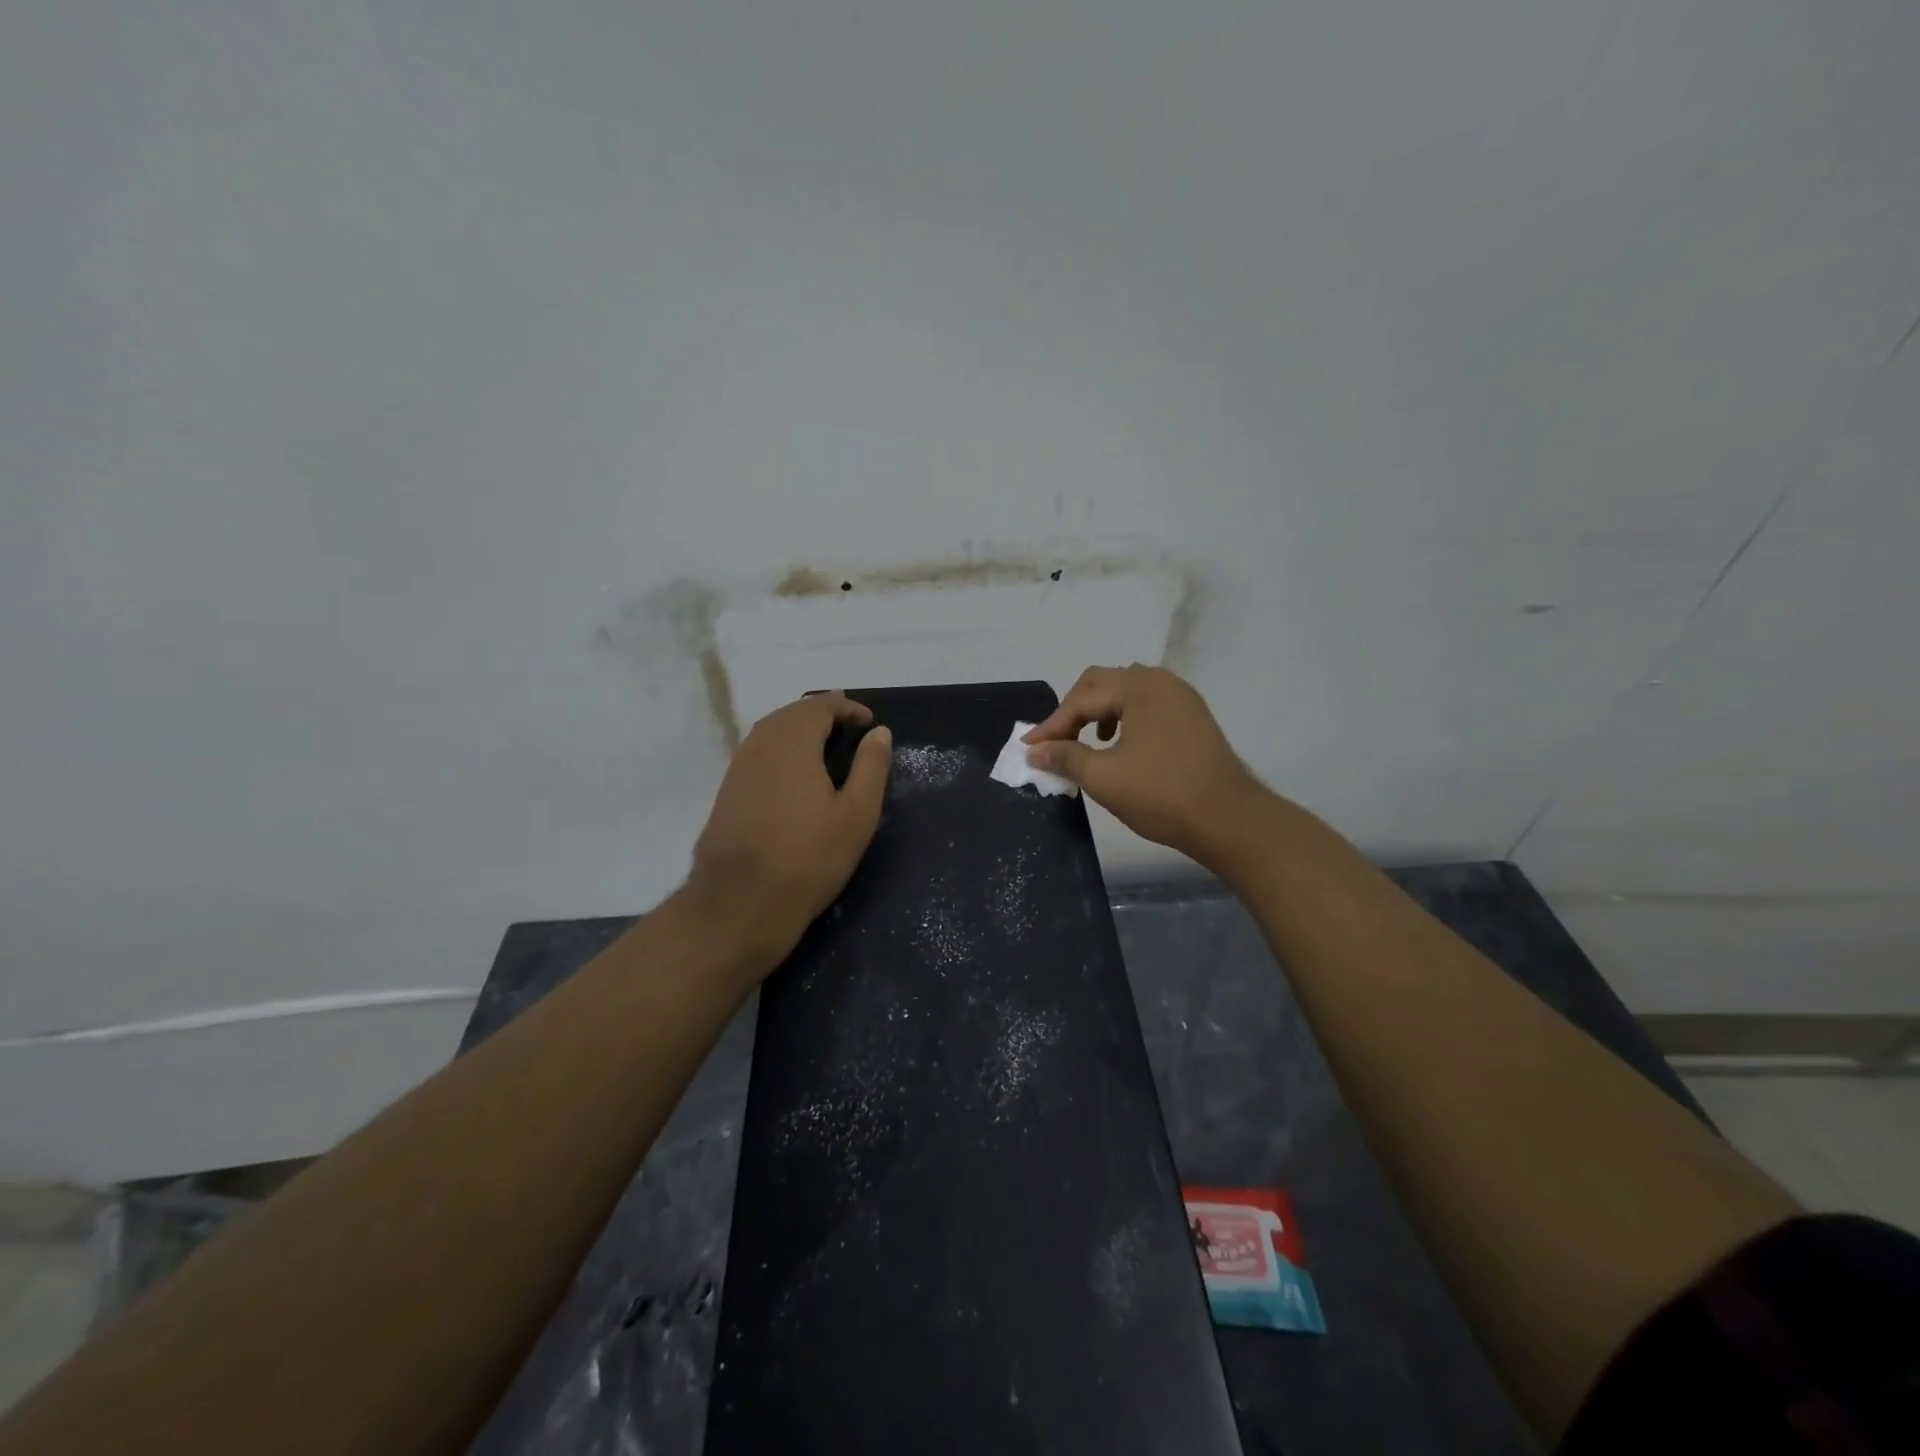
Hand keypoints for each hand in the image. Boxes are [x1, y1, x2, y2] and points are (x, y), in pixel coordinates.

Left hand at [690, 692, 892, 961]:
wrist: (739, 904)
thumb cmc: (808, 858)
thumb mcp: (856, 814)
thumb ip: (871, 766)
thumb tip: (879, 732)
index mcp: (792, 741)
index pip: (820, 705)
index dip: (847, 708)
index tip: (870, 722)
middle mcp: (759, 744)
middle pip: (792, 713)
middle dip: (822, 714)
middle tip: (850, 728)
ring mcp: (738, 768)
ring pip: (771, 732)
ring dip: (800, 731)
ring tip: (826, 748)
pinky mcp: (727, 792)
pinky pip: (759, 754)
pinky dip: (782, 750)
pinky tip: (795, 775)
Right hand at [1023, 665, 1264, 870]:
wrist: (1230, 820)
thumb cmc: (1163, 795)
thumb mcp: (1105, 778)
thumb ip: (1065, 758)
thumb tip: (1035, 750)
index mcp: (1140, 688)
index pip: (1082, 699)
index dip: (1052, 724)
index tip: (1029, 748)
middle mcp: (1162, 682)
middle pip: (1103, 683)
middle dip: (1073, 710)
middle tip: (1056, 741)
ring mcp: (1181, 698)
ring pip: (1126, 691)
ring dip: (1099, 711)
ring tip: (1087, 741)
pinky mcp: (1192, 717)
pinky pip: (1146, 704)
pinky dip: (1123, 717)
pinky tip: (1120, 745)